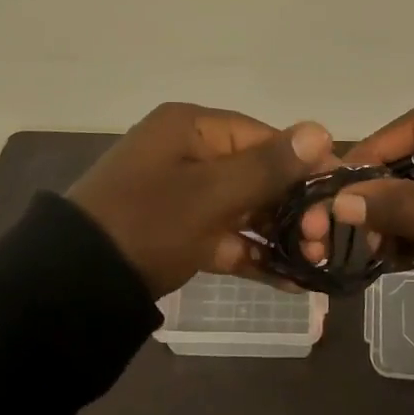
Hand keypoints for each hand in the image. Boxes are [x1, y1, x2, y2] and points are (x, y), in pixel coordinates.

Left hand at [67, 103, 336, 296]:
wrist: (74, 286)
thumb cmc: (148, 222)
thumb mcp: (212, 193)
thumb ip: (269, 166)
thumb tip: (321, 129)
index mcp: (191, 128)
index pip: (262, 136)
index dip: (303, 163)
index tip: (339, 193)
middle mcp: (188, 153)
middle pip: (255, 172)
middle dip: (293, 206)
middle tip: (325, 240)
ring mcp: (182, 194)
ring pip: (243, 207)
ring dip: (278, 233)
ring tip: (316, 262)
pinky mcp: (178, 231)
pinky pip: (225, 235)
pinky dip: (252, 254)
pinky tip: (291, 280)